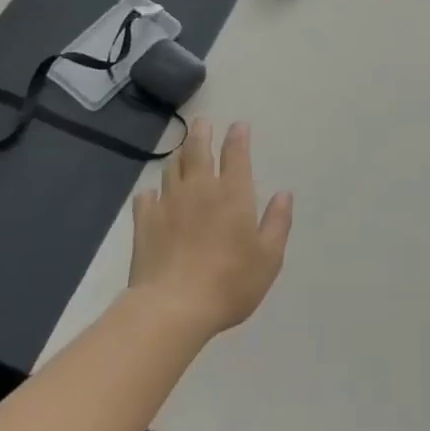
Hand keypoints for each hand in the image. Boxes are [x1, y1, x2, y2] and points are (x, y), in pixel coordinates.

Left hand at [128, 119, 292, 339]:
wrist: (173, 308)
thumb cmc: (229, 283)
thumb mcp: (268, 258)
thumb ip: (278, 223)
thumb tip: (284, 194)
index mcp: (233, 193)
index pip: (236, 154)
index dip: (238, 137)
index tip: (239, 125)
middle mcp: (200, 188)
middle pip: (198, 150)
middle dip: (202, 132)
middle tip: (202, 122)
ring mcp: (169, 203)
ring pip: (172, 168)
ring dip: (179, 156)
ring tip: (181, 152)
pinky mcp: (145, 222)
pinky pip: (146, 197)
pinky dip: (151, 193)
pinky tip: (152, 196)